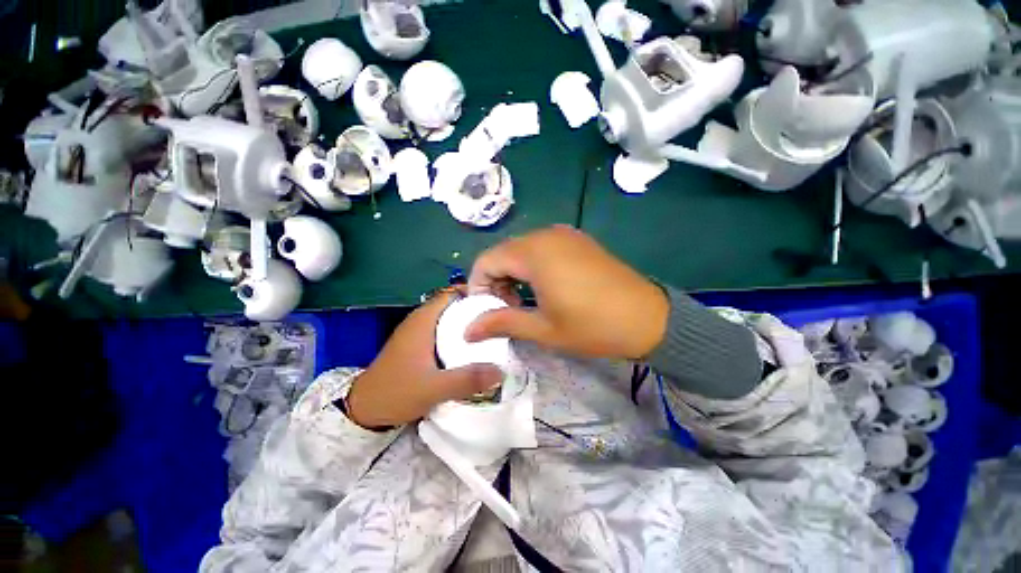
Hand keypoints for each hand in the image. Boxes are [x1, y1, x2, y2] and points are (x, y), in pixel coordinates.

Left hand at [346, 289, 503, 428]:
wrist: (364, 410)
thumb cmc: (396, 392)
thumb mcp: (433, 388)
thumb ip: (467, 380)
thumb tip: (501, 371)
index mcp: (423, 320)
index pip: (452, 293)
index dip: (474, 294)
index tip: (497, 302)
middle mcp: (420, 320)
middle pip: (453, 304)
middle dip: (475, 308)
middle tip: (498, 318)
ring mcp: (417, 331)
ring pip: (448, 317)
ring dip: (467, 321)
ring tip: (490, 331)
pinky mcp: (416, 343)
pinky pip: (443, 329)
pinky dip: (457, 332)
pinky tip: (470, 347)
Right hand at [466, 226, 668, 359]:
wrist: (648, 318)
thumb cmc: (592, 326)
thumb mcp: (543, 328)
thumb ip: (501, 323)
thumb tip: (467, 331)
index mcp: (534, 253)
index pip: (486, 261)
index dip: (478, 286)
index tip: (485, 311)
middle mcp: (546, 235)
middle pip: (503, 253)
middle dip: (495, 281)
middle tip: (506, 309)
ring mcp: (564, 235)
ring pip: (521, 250)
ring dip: (513, 274)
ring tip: (525, 301)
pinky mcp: (577, 241)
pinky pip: (542, 248)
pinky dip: (532, 266)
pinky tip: (544, 287)